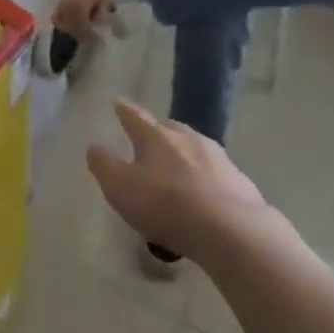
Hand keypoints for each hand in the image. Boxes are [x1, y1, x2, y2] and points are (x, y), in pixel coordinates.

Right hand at [53, 0, 111, 38]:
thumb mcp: (104, 2)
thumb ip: (98, 18)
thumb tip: (95, 29)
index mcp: (78, 10)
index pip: (82, 30)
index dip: (91, 37)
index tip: (99, 41)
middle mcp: (66, 9)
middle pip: (71, 30)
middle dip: (81, 35)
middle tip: (91, 38)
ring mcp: (61, 4)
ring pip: (62, 25)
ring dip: (71, 30)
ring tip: (81, 31)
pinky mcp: (59, 1)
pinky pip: (57, 17)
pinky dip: (62, 22)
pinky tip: (69, 23)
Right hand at [85, 100, 271, 262]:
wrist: (230, 230)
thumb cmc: (165, 205)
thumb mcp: (120, 188)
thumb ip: (104, 166)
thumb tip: (94, 147)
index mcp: (155, 137)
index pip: (135, 117)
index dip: (124, 110)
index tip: (118, 102)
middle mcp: (187, 139)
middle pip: (169, 128)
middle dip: (158, 130)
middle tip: (150, 137)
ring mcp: (218, 158)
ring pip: (195, 148)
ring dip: (184, 154)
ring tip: (177, 168)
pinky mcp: (240, 181)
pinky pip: (216, 173)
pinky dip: (206, 178)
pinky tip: (204, 194)